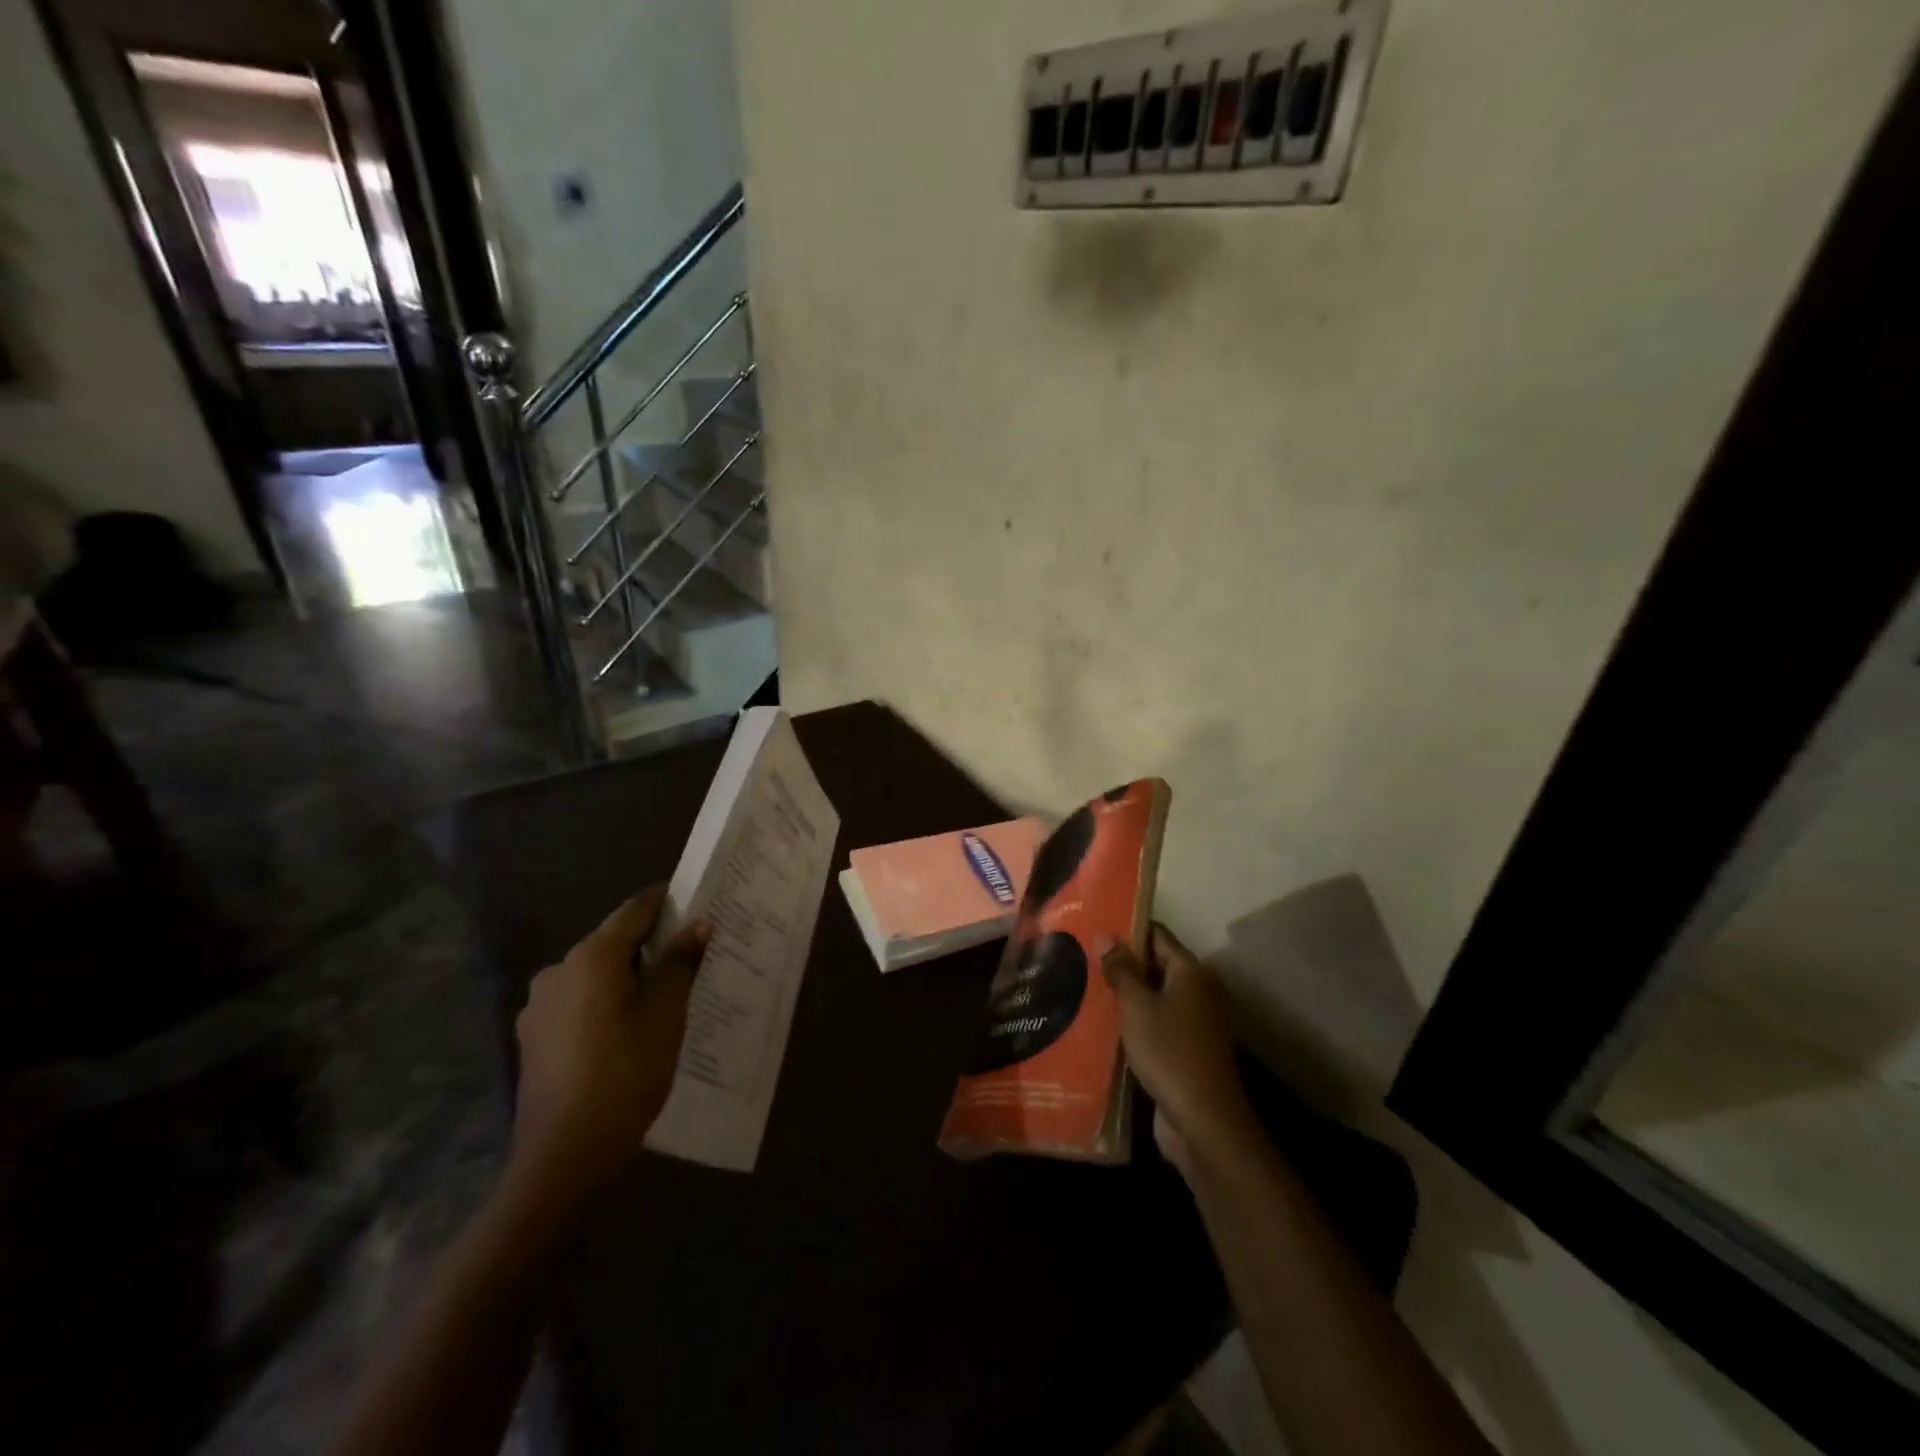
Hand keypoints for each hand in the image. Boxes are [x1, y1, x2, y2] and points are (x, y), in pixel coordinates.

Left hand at [507, 885, 710, 1215]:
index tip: (695, 904)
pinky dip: (604, 1002)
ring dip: (626, 977)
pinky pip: (577, 1001)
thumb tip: (698, 924)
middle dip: (650, 945)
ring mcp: (539, 1005)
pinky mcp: (532, 1036)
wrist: (561, 1158)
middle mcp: (558, 970)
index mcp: (591, 957)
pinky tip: (624, 1031)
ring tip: (660, 1000)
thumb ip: (680, 964)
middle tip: (688, 959)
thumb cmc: (624, 1076)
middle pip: (612, 942)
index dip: (666, 902)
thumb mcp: (665, 1016)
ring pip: (594, 974)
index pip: (635, 910)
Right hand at [1098, 924, 1260, 1180]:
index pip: (1157, 935)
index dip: (1127, 930)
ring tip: (1088, 990)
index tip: (1095, 929)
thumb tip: (1106, 935)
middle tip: (1084, 961)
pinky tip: (1108, 1027)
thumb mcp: (1136, 1006)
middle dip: (1124, 964)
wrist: (1203, 1121)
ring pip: (1157, 997)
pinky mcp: (1190, 1049)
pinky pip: (1160, 1023)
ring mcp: (1197, 1022)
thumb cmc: (1168, 1051)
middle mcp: (1200, 991)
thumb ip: (1120, 970)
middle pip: (1157, 965)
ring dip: (1129, 996)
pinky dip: (1138, 1021)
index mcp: (1191, 972)